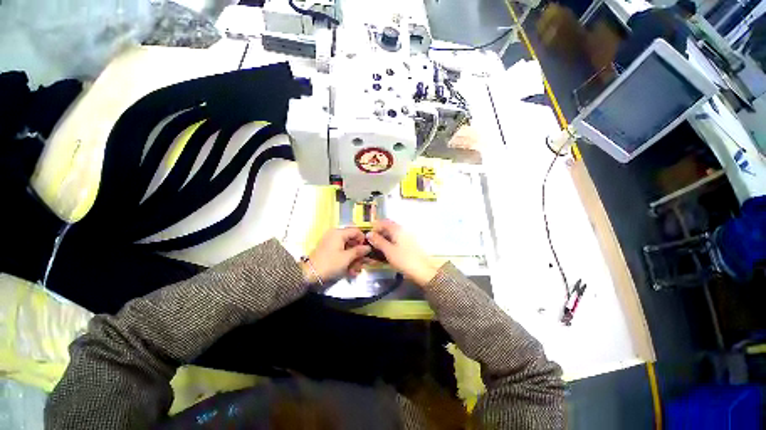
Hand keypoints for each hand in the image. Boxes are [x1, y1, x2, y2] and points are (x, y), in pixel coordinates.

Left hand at [302, 227, 371, 282]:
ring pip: (348, 248)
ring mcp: (331, 242)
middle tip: (365, 263)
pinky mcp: (329, 250)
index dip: (363, 239)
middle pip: (352, 240)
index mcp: (339, 233)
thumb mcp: (346, 258)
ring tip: (357, 270)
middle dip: (359, 252)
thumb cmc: (330, 263)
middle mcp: (335, 235)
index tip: (368, 250)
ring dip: (354, 259)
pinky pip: (342, 252)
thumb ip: (359, 251)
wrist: (309, 274)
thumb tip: (368, 247)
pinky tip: (351, 271)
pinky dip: (347, 260)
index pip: (356, 231)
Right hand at [365, 219, 439, 286]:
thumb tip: (369, 233)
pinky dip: (391, 242)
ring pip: (393, 233)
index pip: (384, 222)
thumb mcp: (388, 251)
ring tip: (378, 247)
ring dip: (385, 237)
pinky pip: (397, 239)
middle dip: (379, 232)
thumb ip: (378, 241)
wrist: (423, 271)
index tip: (368, 235)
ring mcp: (408, 237)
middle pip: (389, 227)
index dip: (375, 226)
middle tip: (372, 242)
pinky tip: (387, 250)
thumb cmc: (404, 260)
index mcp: (397, 229)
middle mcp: (403, 230)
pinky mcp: (410, 244)